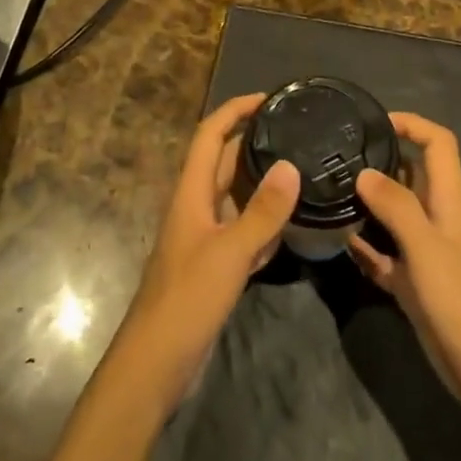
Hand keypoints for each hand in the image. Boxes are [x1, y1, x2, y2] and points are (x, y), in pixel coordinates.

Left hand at [107, 94, 299, 414]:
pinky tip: (291, 224)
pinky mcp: (215, 264)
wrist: (156, 362)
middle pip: (226, 162)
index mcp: (191, 193)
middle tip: (297, 132)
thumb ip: (262, 212)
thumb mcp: (230, 253)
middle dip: (256, 142)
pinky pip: (244, 230)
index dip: (234, 111)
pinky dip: (265, 222)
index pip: (210, 135)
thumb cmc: (187, 299)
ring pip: (237, 196)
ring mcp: (205, 237)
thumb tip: (291, 166)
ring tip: (303, 169)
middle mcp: (197, 206)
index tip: (268, 99)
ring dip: (264, 182)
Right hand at [349, 112, 460, 416]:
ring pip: (394, 215)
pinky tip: (341, 243)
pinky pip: (385, 256)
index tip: (374, 122)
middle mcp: (437, 219)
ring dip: (368, 204)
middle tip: (338, 157)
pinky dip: (366, 247)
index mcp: (448, 201)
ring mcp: (426, 253)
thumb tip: (364, 171)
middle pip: (411, 175)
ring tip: (331, 192)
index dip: (411, 124)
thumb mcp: (427, 247)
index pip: (437, 143)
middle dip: (380, 161)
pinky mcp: (415, 284)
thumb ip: (396, 206)